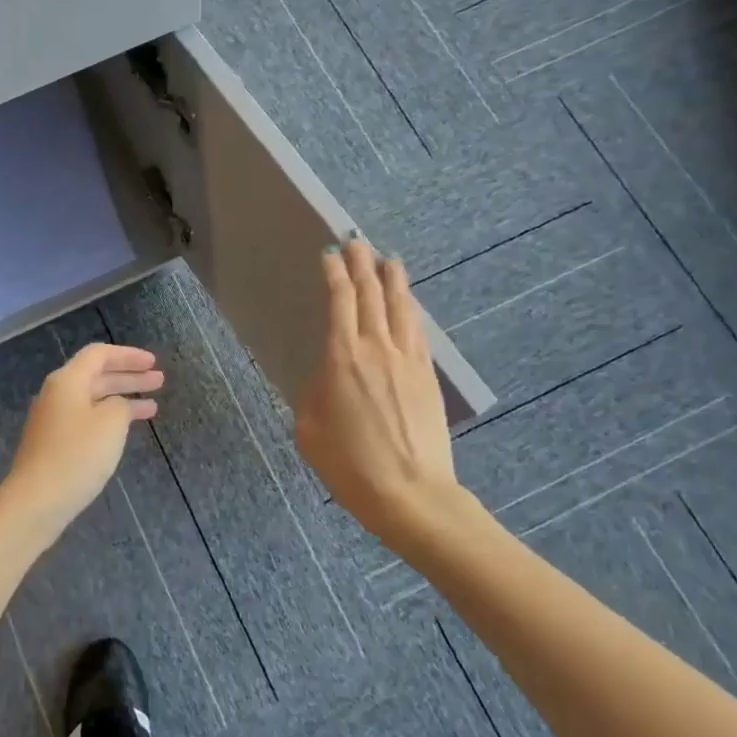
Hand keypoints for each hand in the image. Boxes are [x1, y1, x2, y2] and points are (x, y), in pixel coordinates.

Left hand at [0, 342, 163, 547]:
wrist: (37, 501)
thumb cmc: (77, 455)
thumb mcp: (110, 423)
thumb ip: (120, 405)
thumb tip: (116, 406)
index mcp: (67, 380)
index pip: (99, 355)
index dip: (128, 356)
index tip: (153, 363)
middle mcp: (57, 394)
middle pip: (97, 376)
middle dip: (129, 377)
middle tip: (159, 381)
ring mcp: (53, 420)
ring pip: (94, 400)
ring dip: (123, 399)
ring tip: (153, 408)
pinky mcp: (54, 444)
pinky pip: (87, 420)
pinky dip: (110, 419)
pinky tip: (125, 430)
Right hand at [295, 237, 458, 534]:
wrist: (411, 494)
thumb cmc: (350, 465)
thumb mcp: (309, 430)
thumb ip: (314, 393)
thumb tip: (328, 377)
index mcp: (342, 357)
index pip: (340, 300)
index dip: (334, 273)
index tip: (330, 254)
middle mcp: (377, 347)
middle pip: (371, 293)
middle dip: (362, 263)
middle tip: (357, 242)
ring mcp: (408, 359)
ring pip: (401, 306)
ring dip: (393, 279)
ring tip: (388, 259)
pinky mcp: (427, 375)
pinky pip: (417, 330)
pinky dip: (410, 309)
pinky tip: (408, 304)